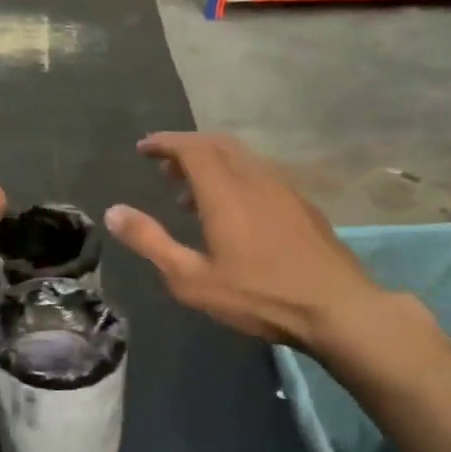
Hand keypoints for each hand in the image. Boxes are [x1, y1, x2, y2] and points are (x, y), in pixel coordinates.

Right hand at [104, 132, 394, 355]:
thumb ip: (151, 242)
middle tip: (164, 169)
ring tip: (191, 193)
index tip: (143, 148)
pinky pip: (261, 174)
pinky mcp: (302, 205)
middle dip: (187, 149)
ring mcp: (284, 189)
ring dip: (212, 164)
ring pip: (242, 158)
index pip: (191, 148)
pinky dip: (236, 177)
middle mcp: (255, 178)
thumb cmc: (259, 295)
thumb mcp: (192, 278)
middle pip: (218, 145)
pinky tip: (234, 211)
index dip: (165, 143)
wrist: (337, 308)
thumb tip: (113, 212)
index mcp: (226, 191)